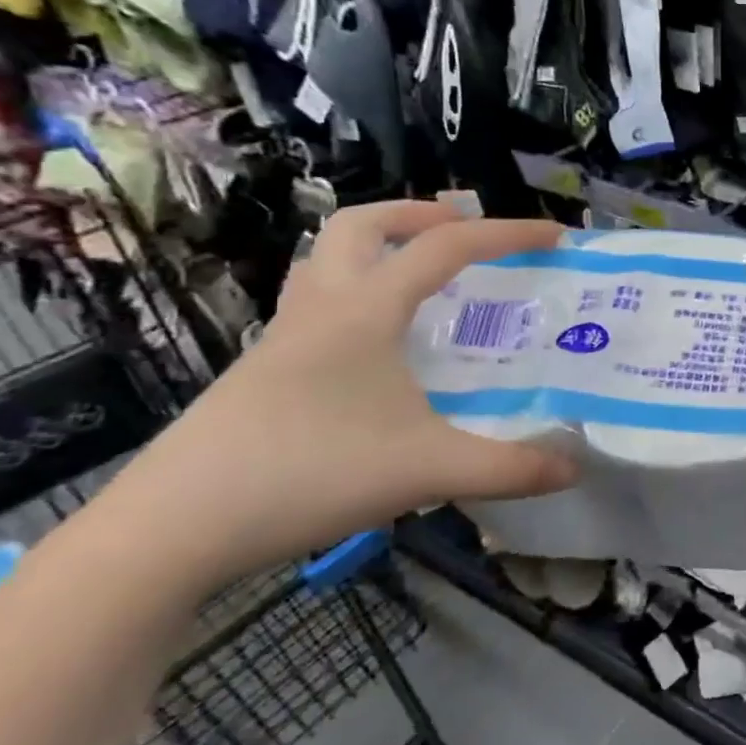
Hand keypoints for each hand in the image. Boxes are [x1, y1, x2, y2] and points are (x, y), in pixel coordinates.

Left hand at [104, 202, 578, 584]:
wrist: (170, 530)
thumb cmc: (307, 475)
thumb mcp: (427, 471)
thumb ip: (509, 468)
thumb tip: (575, 469)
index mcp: (364, 312)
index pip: (446, 248)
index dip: (506, 234)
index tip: (555, 236)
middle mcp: (321, 309)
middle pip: (362, 225)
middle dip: (420, 214)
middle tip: (464, 233)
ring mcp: (282, 339)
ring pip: (327, 259)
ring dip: (378, 246)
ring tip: (421, 273)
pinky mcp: (262, 371)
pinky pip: (315, 302)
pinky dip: (355, 293)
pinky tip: (379, 344)